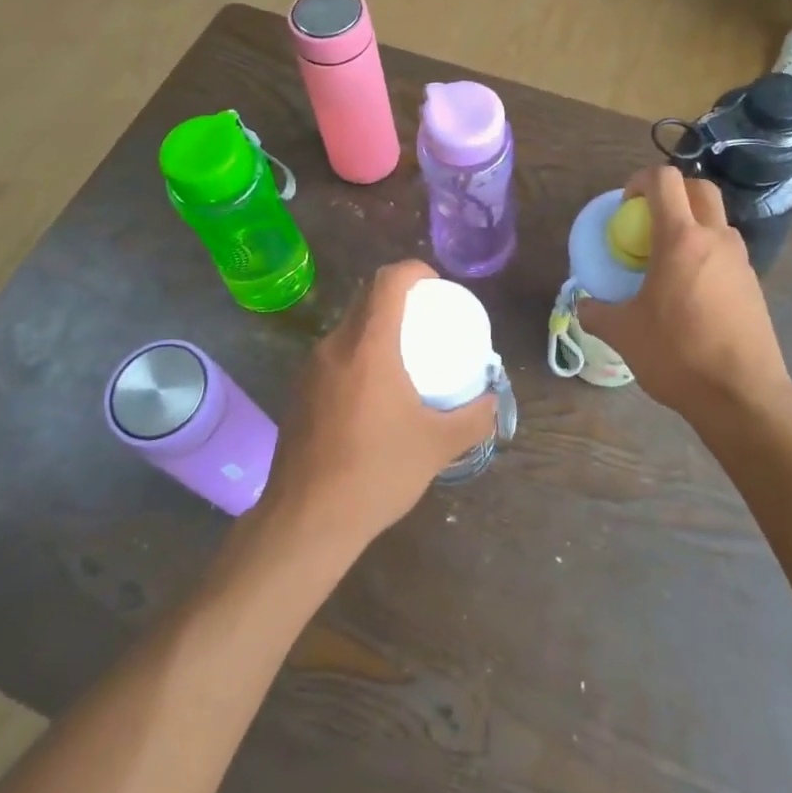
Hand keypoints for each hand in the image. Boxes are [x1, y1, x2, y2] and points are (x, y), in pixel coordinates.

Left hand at [261, 261, 496, 550]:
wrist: (305, 522)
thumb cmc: (376, 474)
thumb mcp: (438, 446)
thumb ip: (474, 419)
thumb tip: (493, 402)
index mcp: (368, 346)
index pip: (387, 281)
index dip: (414, 271)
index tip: (437, 287)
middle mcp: (334, 346)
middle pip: (366, 299)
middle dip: (400, 300)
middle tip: (428, 324)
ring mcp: (310, 369)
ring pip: (348, 328)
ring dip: (377, 329)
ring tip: (405, 359)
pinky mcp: (299, 392)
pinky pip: (334, 356)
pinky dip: (358, 356)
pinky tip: (373, 395)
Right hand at [578, 168, 791, 425]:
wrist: (742, 395)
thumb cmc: (678, 355)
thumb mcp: (624, 334)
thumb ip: (597, 312)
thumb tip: (584, 306)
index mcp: (681, 239)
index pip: (665, 180)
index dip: (640, 180)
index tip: (625, 207)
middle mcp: (715, 239)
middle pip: (699, 188)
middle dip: (672, 192)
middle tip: (648, 221)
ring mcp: (741, 261)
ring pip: (717, 220)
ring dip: (692, 223)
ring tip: (667, 260)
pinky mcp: (754, 285)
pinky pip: (726, 252)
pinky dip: (706, 254)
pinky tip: (690, 292)